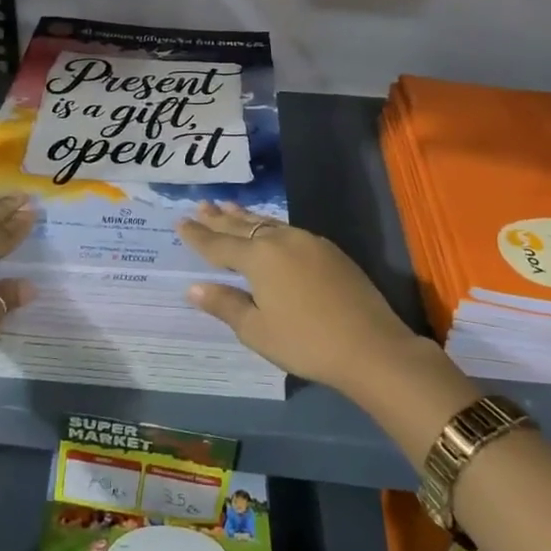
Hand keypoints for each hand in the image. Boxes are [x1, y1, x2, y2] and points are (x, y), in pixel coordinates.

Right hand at [178, 202, 423, 396]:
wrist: (370, 345)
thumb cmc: (306, 342)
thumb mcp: (257, 330)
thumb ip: (225, 305)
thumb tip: (193, 288)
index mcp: (258, 257)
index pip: (219, 244)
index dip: (198, 235)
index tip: (180, 221)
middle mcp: (280, 240)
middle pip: (242, 225)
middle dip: (220, 217)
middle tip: (202, 204)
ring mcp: (308, 241)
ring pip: (267, 223)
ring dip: (245, 216)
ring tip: (229, 206)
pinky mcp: (329, 250)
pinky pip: (288, 230)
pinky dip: (269, 226)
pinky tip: (269, 230)